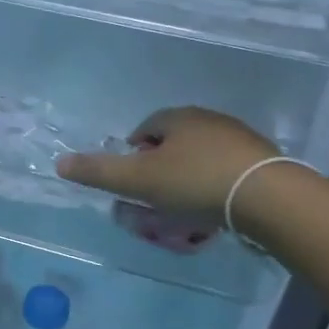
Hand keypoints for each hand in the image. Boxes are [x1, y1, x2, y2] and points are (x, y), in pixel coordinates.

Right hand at [56, 106, 276, 225]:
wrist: (270, 198)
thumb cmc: (196, 182)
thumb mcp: (139, 180)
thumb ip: (99, 173)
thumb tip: (59, 162)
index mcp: (177, 118)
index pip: (145, 128)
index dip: (133, 154)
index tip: (132, 182)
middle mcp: (209, 120)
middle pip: (174, 143)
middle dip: (162, 168)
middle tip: (156, 199)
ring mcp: (240, 139)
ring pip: (202, 158)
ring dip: (190, 179)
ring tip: (186, 211)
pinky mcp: (264, 162)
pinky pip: (228, 173)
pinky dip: (216, 188)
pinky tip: (216, 210)